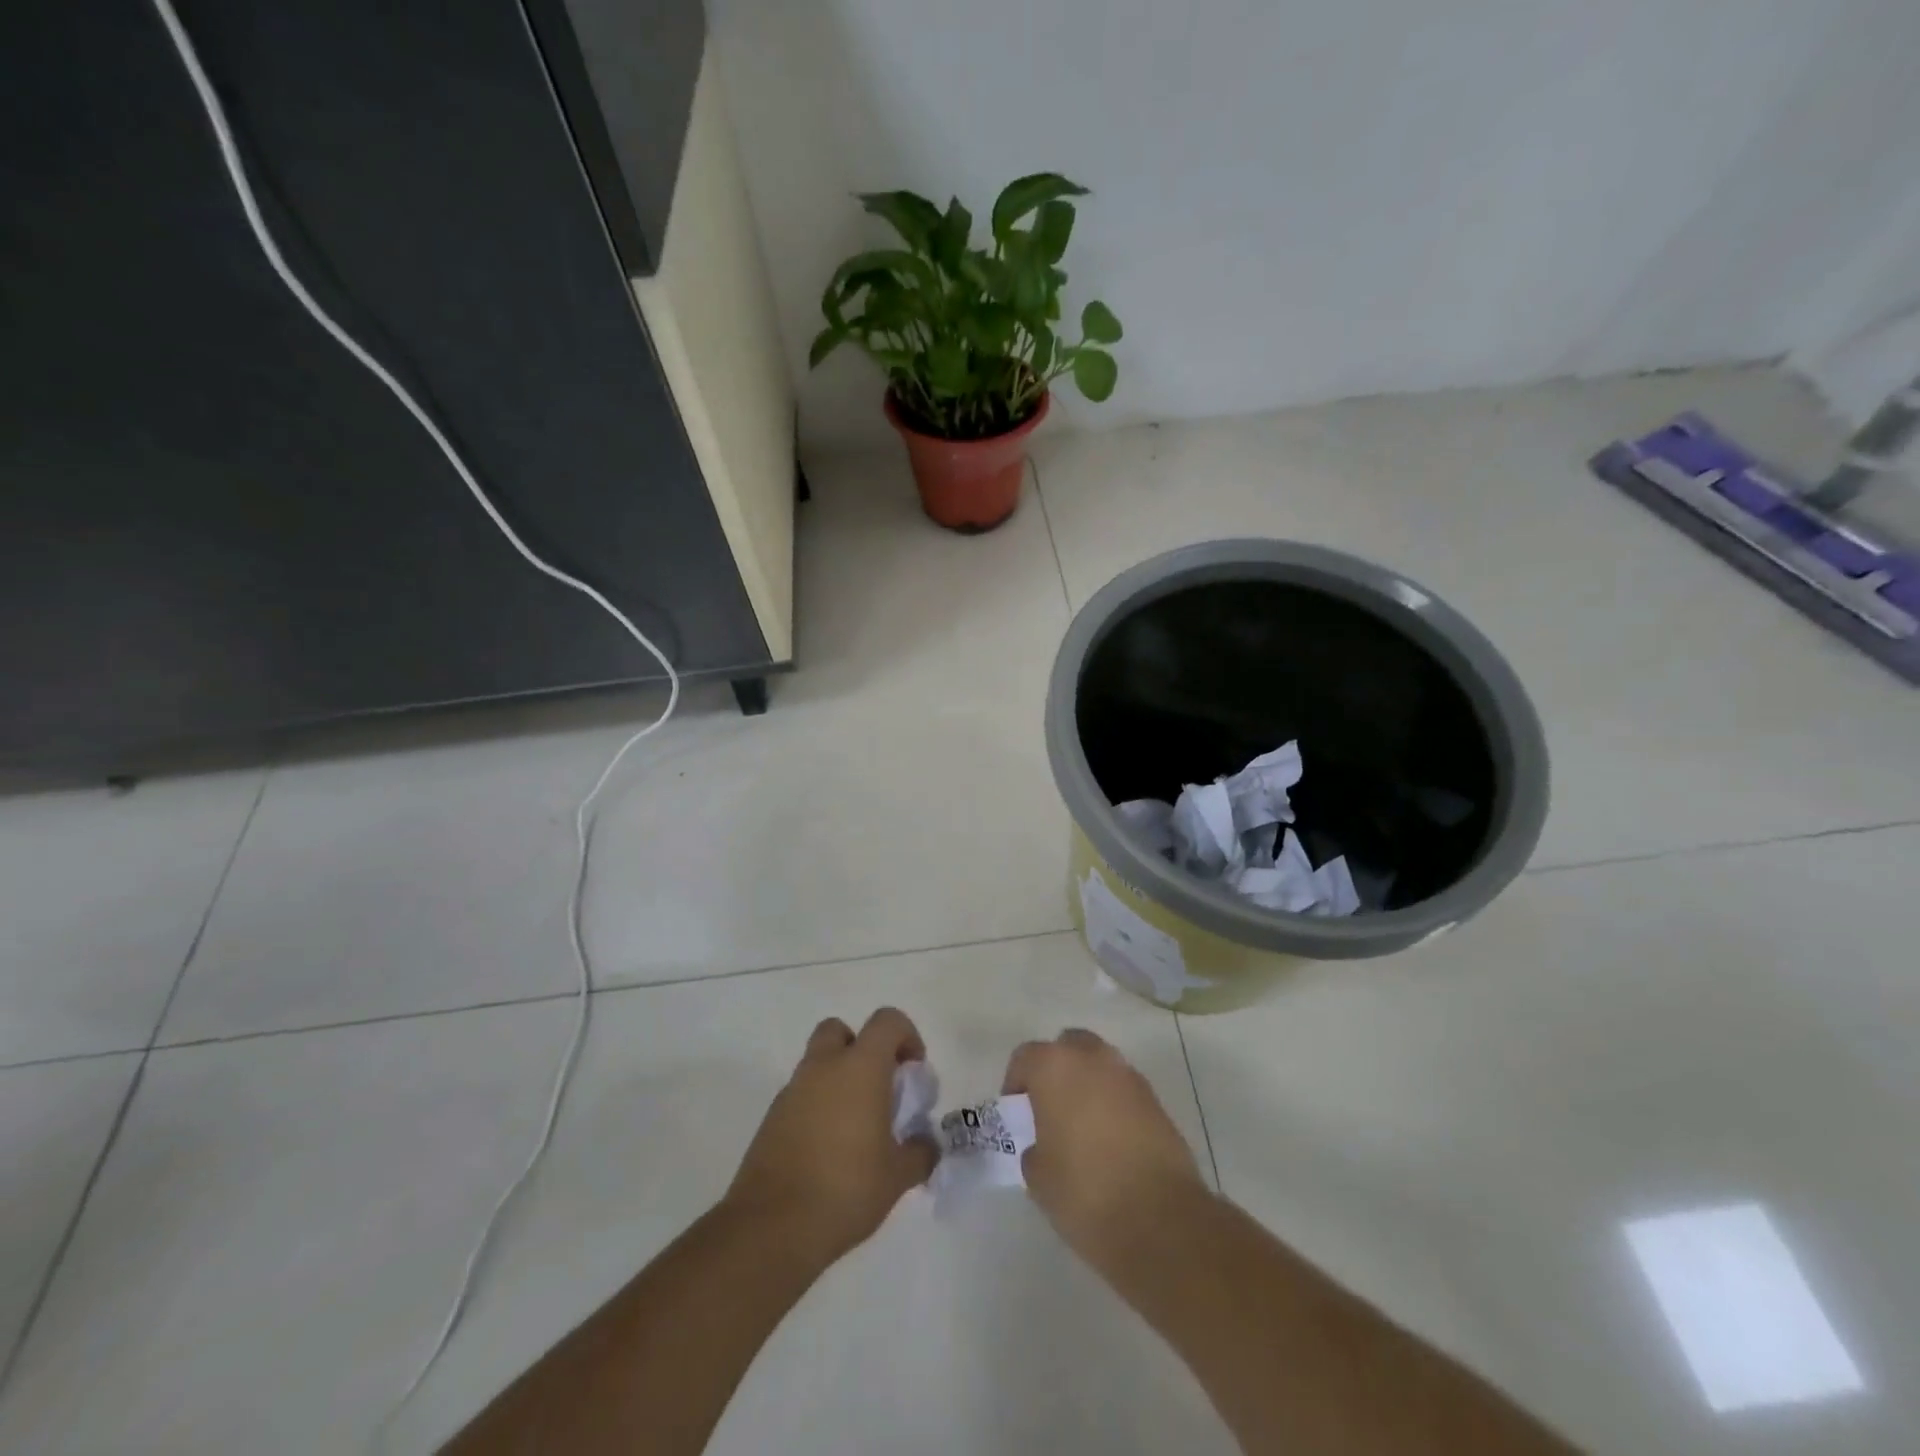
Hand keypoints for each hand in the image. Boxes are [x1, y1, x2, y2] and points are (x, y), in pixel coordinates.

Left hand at [724, 1007, 937, 1264]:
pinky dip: (817, 1106)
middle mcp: (823, 1067)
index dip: (907, 1036)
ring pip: (818, 1063)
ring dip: (838, 1079)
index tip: (913, 1071)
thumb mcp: (897, 1177)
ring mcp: (792, 1090)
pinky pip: (801, 1095)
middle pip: (841, 1031)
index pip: (887, 1021)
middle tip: (878, 1087)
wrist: (772, 1227)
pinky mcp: (772, 1118)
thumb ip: (920, 1153)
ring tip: (856, 1127)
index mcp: (860, 1067)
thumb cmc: (845, 1189)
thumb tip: (926, 1145)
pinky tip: (828, 1149)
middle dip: (862, 1049)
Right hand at [1003, 1029, 1205, 1268]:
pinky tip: (1110, 1142)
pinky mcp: (1157, 1101)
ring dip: (1088, 1085)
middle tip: (1050, 1108)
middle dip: (1058, 1070)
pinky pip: (1124, 1091)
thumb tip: (1045, 1146)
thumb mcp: (1038, 1177)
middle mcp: (1093, 1059)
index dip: (1016, 1083)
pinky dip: (1114, 1105)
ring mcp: (1129, 1077)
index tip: (1016, 1114)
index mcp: (1055, 1067)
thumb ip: (1035, 1149)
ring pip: (1100, 1066)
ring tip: (1082, 1127)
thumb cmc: (1085, 1192)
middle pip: (1068, 1047)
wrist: (1161, 1220)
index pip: (1025, 1057)